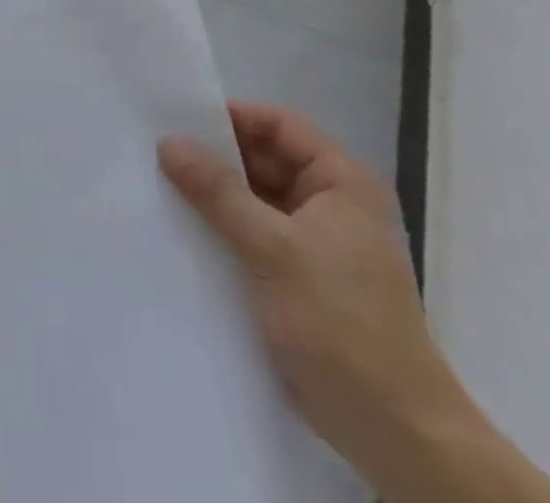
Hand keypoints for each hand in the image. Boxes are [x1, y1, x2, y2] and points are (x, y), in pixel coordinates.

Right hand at [160, 106, 549, 502]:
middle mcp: (329, 203)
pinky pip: (251, 235)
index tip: (179, 120)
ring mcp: (314, 242)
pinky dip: (220, 229)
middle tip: (156, 152)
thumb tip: (168, 142)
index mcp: (341, 183)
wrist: (393, 433)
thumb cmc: (341, 323)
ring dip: (213, 195)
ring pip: (253, 198)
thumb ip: (218, 191)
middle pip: (263, 159)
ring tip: (157, 185)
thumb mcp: (273, 248)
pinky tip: (179, 229)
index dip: (232, 117)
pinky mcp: (297, 277)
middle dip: (214, 156)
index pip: (279, 125)